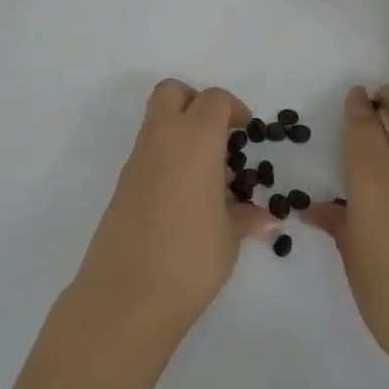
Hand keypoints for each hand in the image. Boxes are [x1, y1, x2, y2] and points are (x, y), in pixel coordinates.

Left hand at [71, 79, 277, 341]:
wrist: (127, 296)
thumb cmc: (190, 258)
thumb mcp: (229, 237)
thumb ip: (246, 218)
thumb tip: (266, 218)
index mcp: (193, 140)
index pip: (213, 100)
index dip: (233, 109)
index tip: (246, 133)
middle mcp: (161, 140)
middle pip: (173, 93)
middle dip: (197, 103)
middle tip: (220, 136)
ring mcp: (136, 162)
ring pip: (156, 122)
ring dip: (182, 133)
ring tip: (208, 176)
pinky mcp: (122, 186)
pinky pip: (148, 154)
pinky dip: (167, 159)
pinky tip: (185, 199)